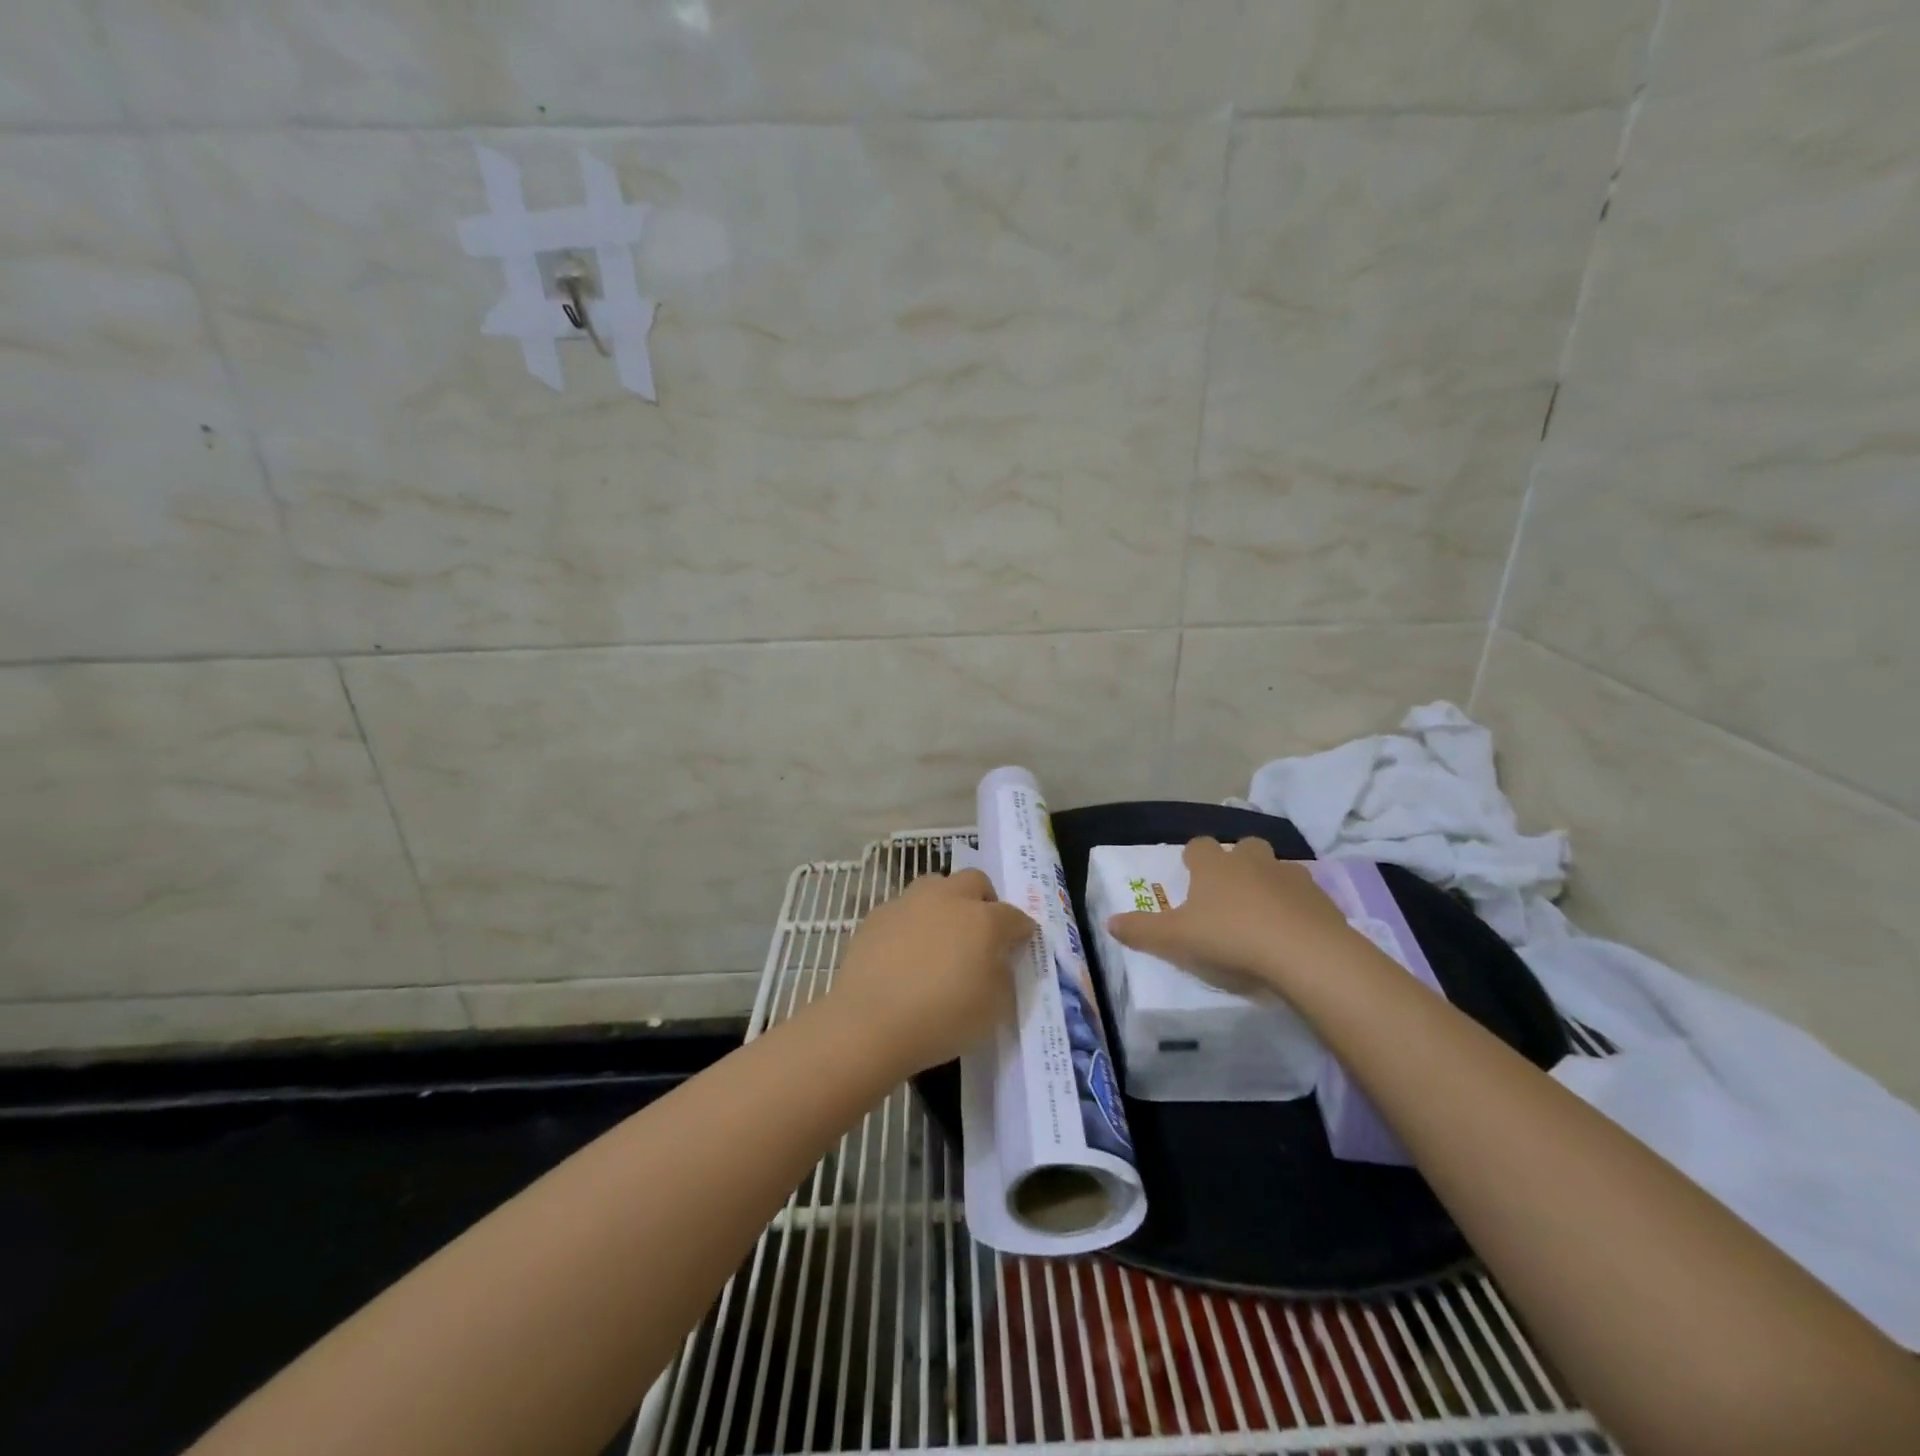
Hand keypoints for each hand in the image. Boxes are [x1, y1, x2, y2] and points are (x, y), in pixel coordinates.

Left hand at [830, 868, 1034, 1074]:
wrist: (869, 1023)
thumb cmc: (942, 1020)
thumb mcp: (994, 1009)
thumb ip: (1003, 976)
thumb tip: (998, 960)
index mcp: (984, 920)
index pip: (1015, 917)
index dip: (1021, 931)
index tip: (1020, 945)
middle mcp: (949, 899)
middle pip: (976, 881)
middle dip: (984, 901)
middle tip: (981, 932)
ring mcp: (910, 902)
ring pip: (936, 886)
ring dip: (946, 903)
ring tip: (941, 936)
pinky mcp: (878, 915)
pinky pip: (904, 909)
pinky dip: (912, 922)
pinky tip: (905, 952)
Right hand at [1105, 837, 1355, 995]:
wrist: (1306, 954)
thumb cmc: (1231, 938)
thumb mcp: (1176, 940)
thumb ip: (1142, 931)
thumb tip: (1109, 923)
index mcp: (1214, 865)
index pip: (1198, 845)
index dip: (1192, 858)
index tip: (1190, 875)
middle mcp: (1251, 860)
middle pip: (1242, 847)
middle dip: (1235, 863)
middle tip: (1227, 894)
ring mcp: (1290, 876)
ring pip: (1275, 868)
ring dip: (1267, 883)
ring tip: (1262, 915)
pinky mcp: (1321, 898)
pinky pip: (1303, 895)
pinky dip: (1296, 907)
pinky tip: (1291, 933)